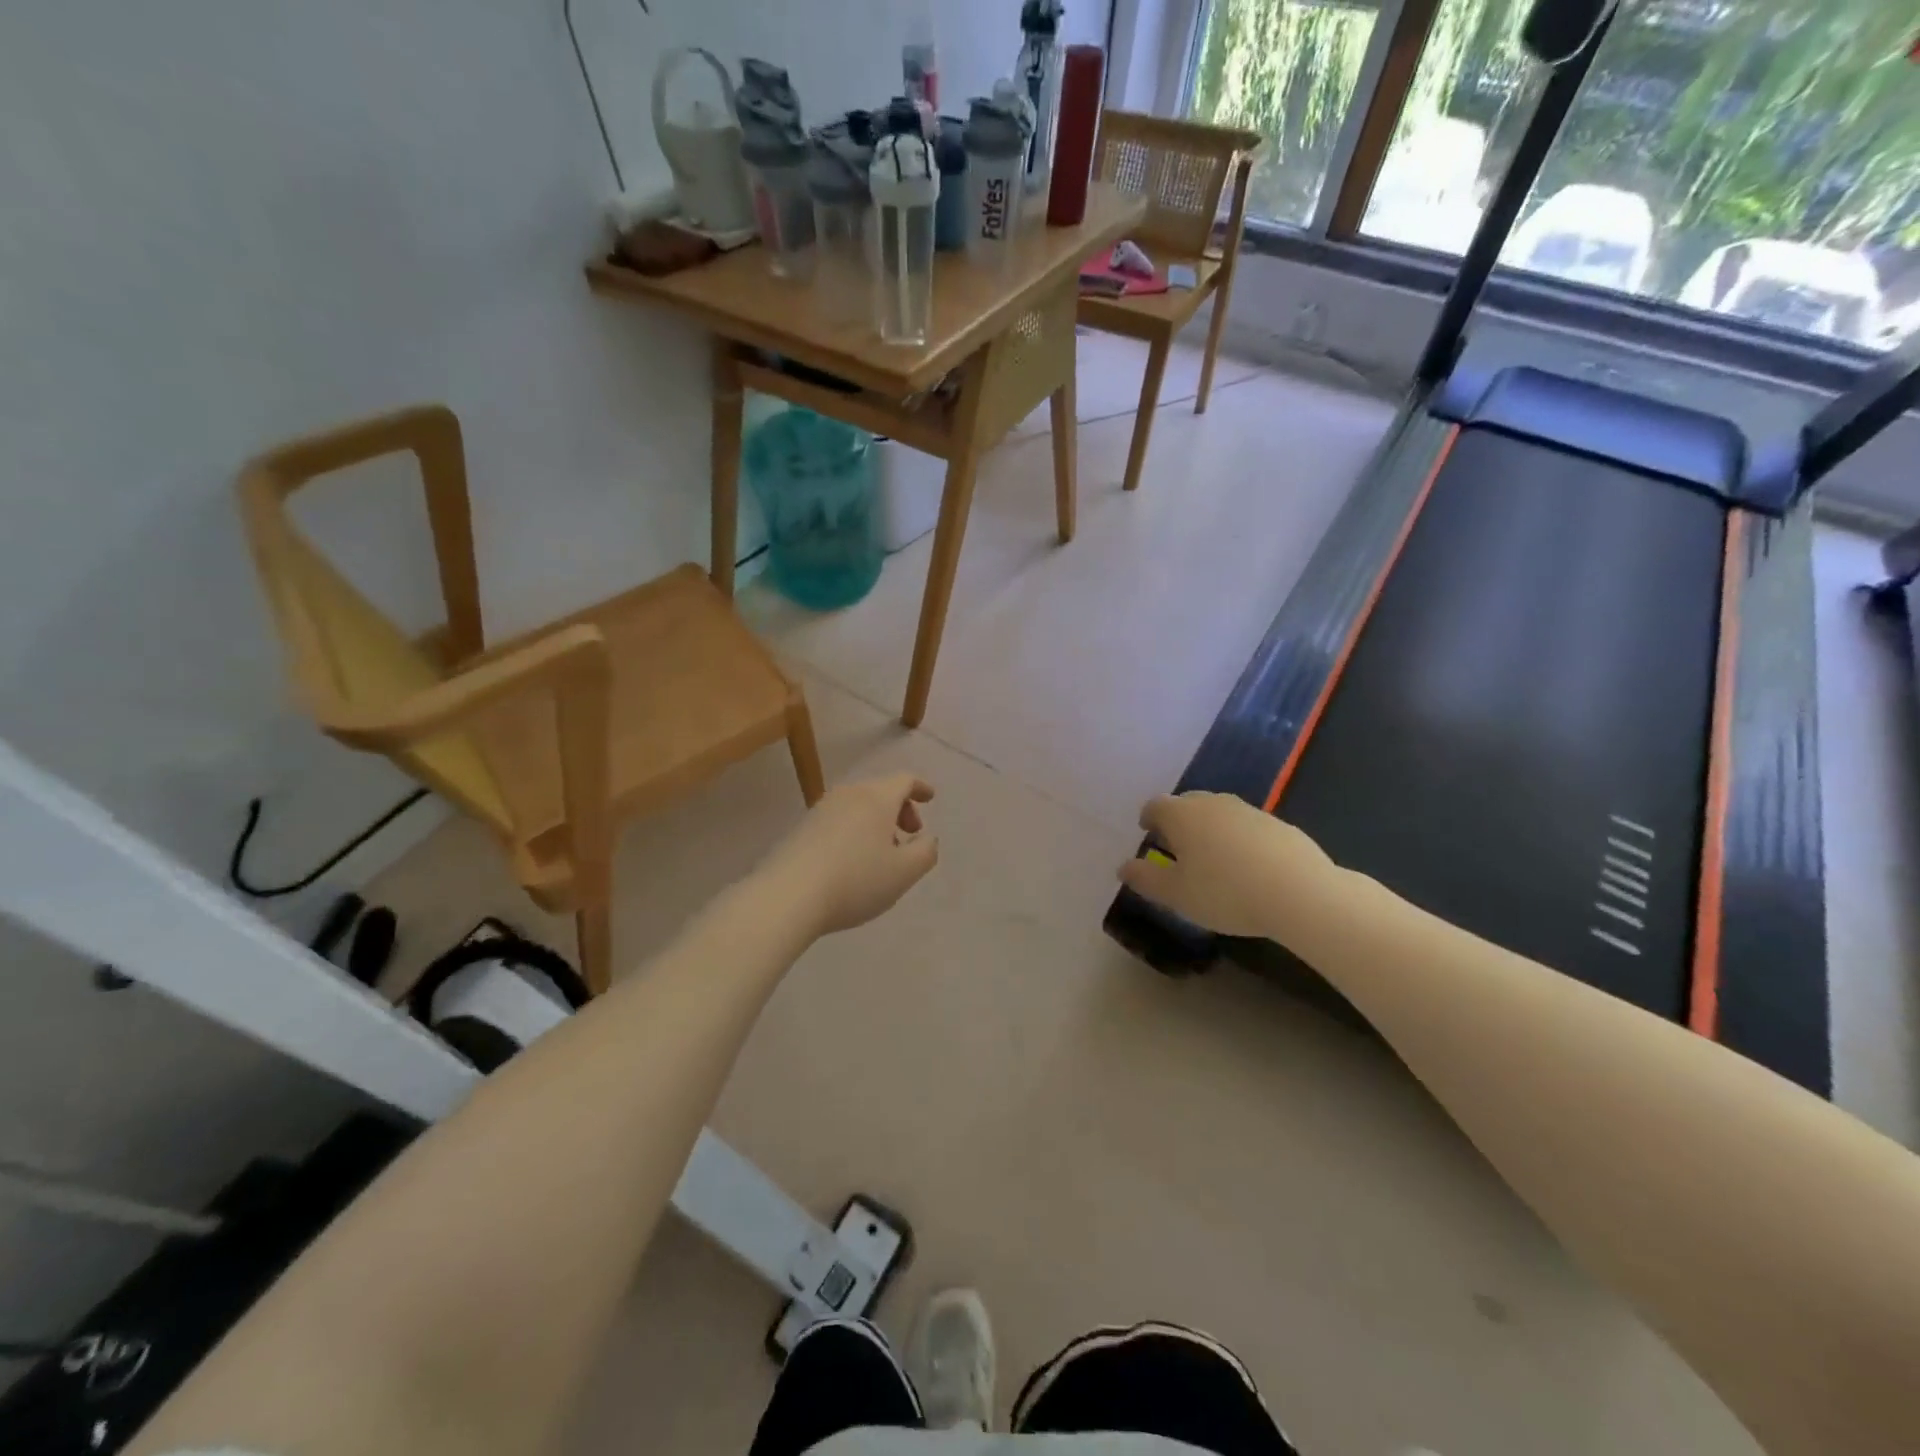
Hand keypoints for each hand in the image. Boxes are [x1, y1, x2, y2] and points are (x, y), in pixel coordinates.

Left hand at [760, 774, 938, 938]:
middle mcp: (849, 794)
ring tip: (882, 853)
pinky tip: (853, 861)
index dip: (920, 787)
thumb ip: (926, 852)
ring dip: (876, 823)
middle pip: (880, 791)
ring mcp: (821, 810)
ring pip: (858, 806)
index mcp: (877, 798)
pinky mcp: (802, 829)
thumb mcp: (904, 872)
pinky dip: (855, 831)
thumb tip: (928, 838)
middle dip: (900, 809)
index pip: (904, 780)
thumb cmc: (856, 880)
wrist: (788, 895)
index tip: (930, 798)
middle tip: (910, 834)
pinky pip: (839, 820)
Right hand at [1118, 792, 1335, 939]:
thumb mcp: (1176, 895)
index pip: (1155, 806)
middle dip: (1178, 821)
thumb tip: (1123, 867)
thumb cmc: (1225, 892)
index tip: (1148, 833)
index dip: (1148, 819)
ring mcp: (1249, 811)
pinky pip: (1248, 827)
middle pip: (1188, 803)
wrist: (1299, 893)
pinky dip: (1239, 840)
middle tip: (1177, 848)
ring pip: (1220, 813)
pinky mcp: (1279, 825)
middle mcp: (1213, 803)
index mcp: (1182, 815)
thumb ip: (1145, 879)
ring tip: (1212, 859)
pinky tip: (1248, 868)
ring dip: (1210, 829)